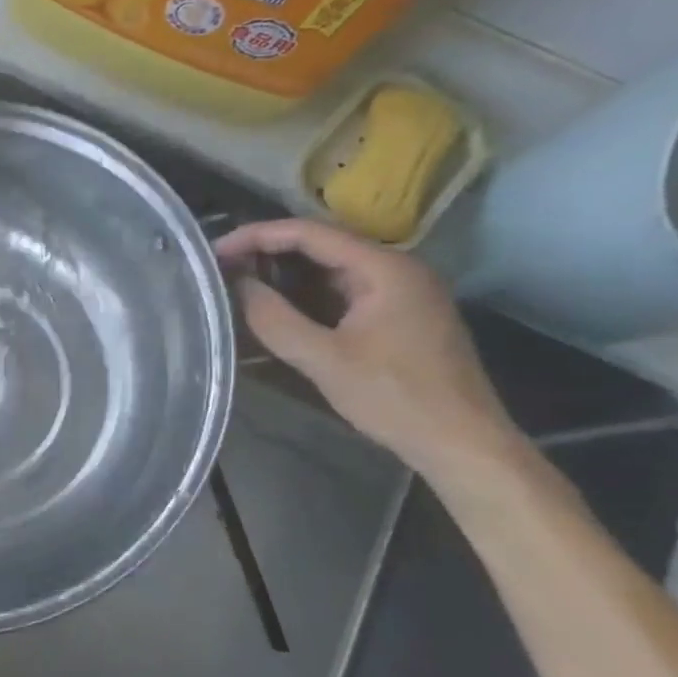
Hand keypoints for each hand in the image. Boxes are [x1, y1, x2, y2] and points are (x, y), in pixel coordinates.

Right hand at [215, 219, 520, 478]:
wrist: (462, 443)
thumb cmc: (395, 398)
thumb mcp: (324, 360)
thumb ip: (275, 319)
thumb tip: (237, 285)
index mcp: (384, 268)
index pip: (310, 233)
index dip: (257, 236)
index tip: (215, 252)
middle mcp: (396, 268)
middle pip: (321, 245)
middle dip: (268, 252)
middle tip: (220, 267)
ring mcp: (401, 291)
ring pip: (331, 268)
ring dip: (285, 273)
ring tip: (239, 282)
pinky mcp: (398, 314)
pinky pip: (342, 290)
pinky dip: (306, 293)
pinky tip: (277, 306)